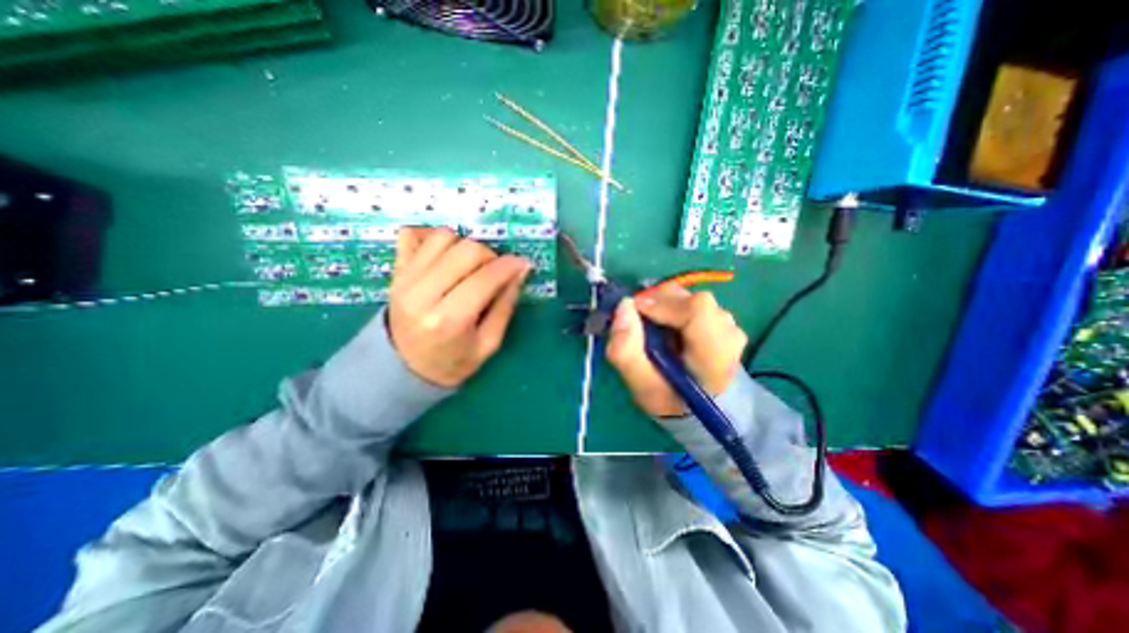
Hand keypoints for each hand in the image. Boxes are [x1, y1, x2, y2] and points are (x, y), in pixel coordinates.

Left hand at [386, 228, 531, 384]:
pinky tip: (445, 253)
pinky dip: (433, 237)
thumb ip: (505, 305)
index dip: (509, 266)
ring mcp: (404, 279)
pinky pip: (412, 234)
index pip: (485, 278)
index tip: (522, 264)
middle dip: (490, 255)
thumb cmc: (453, 362)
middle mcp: (422, 294)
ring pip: (442, 237)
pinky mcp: (395, 271)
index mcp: (448, 320)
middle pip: (466, 250)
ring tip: (470, 265)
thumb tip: (520, 271)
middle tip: (495, 271)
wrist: (405, 369)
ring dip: (465, 245)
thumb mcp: (489, 344)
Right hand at [608, 284, 747, 417]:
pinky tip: (665, 326)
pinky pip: (691, 301)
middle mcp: (728, 333)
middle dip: (658, 303)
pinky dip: (671, 307)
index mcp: (715, 354)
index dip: (663, 304)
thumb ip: (627, 350)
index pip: (697, 309)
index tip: (635, 311)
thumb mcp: (642, 385)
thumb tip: (623, 306)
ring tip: (652, 328)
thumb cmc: (670, 399)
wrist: (699, 406)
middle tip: (638, 321)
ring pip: (689, 297)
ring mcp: (728, 323)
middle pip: (691, 300)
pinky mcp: (720, 318)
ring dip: (663, 305)